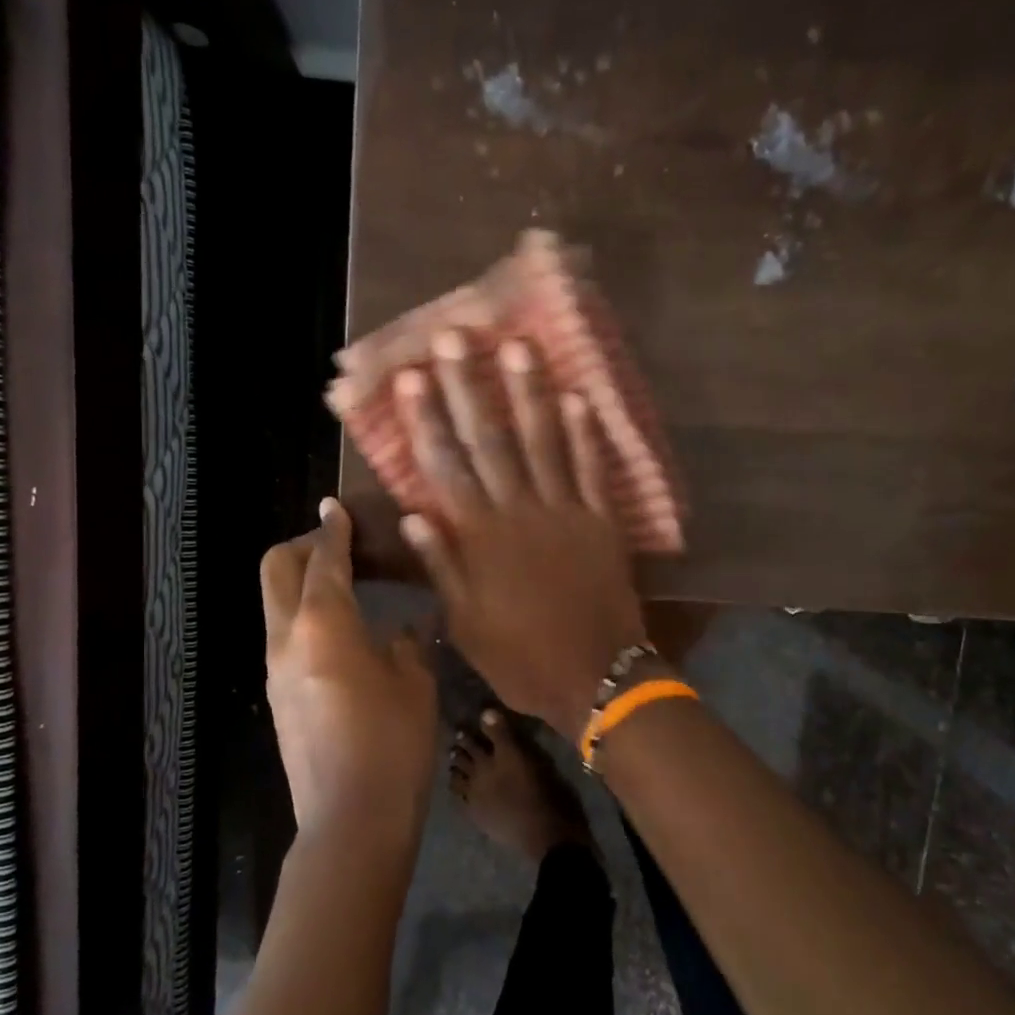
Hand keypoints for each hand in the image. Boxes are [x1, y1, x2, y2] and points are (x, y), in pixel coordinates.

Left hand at [262, 499, 437, 845]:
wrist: (350, 818)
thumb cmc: (393, 744)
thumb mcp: (414, 683)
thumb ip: (406, 644)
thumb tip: (401, 630)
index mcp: (324, 624)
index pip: (323, 559)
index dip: (332, 529)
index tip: (337, 507)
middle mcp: (287, 638)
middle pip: (276, 569)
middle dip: (303, 546)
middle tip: (339, 546)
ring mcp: (276, 669)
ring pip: (274, 603)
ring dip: (301, 582)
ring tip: (344, 586)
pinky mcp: (277, 695)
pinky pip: (283, 635)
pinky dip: (303, 615)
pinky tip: (342, 633)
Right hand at [393, 330, 645, 740]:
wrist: (597, 677)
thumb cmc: (521, 657)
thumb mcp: (466, 624)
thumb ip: (443, 566)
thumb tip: (413, 514)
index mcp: (481, 538)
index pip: (446, 467)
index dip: (427, 420)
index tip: (412, 377)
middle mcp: (519, 511)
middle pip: (490, 440)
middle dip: (469, 387)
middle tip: (455, 337)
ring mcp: (566, 511)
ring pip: (543, 442)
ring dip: (529, 393)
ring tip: (518, 347)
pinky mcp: (602, 521)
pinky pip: (594, 470)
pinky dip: (587, 434)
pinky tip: (580, 398)